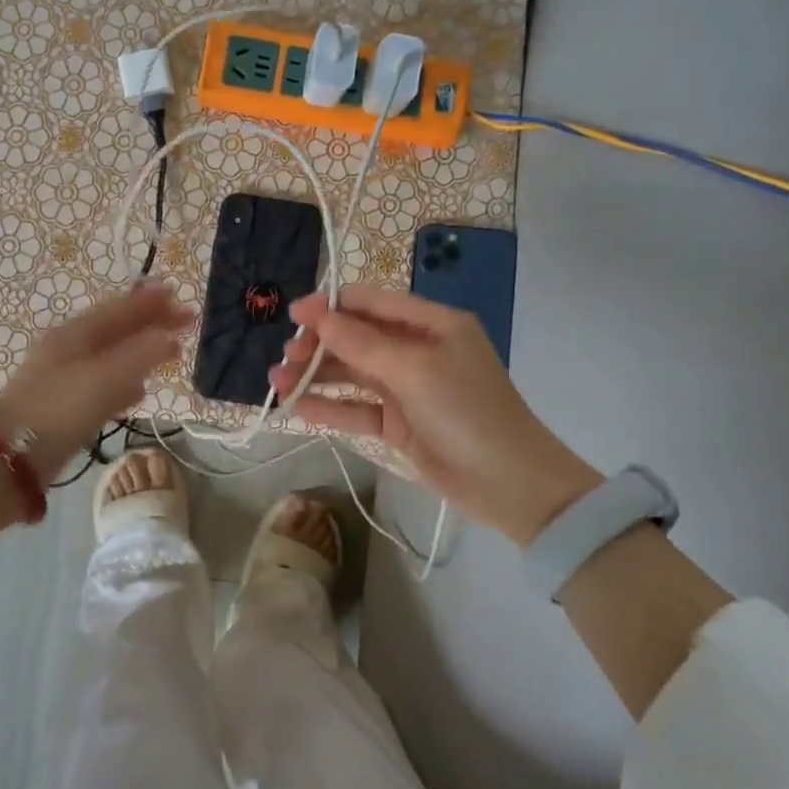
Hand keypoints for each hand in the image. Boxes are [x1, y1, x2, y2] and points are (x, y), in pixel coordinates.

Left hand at [0, 282, 188, 478]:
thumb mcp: (102, 378)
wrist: (11, 458)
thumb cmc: (58, 409)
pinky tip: (140, 391)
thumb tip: (171, 336)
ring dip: (142, 351)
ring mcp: (68, 379)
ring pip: (113, 357)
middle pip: (118, 330)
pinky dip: (126, 382)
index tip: (179, 294)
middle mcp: (71, 350)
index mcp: (75, 334)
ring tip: (171, 349)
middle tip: (186, 319)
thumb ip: (139, 355)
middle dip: (151, 323)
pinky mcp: (68, 407)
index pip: (120, 310)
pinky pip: (105, 386)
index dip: (150, 302)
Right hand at [271, 286, 602, 545]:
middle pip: (358, 339)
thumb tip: (317, 314)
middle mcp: (418, 351)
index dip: (333, 306)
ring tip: (278, 381)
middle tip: (287, 356)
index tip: (294, 314)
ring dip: (316, 376)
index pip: (374, 304)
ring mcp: (407, 389)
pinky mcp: (398, 424)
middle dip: (320, 344)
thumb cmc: (467, 411)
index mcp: (432, 325)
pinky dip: (329, 408)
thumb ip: (362, 343)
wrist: (509, 485)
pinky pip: (357, 409)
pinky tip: (298, 408)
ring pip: (352, 375)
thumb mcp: (415, 370)